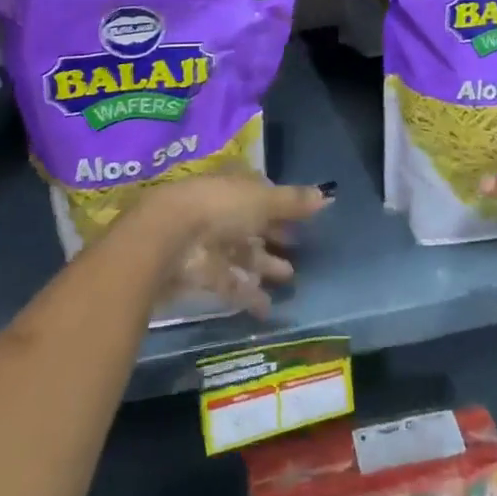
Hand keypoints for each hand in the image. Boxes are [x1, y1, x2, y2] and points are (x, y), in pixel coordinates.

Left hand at [133, 171, 330, 315]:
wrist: (169, 236)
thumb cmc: (221, 207)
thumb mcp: (263, 200)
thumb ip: (293, 202)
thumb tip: (327, 195)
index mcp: (234, 186)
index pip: (259, 192)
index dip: (280, 206)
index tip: (301, 220)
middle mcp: (221, 210)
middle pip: (251, 225)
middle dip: (273, 238)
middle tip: (297, 252)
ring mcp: (208, 241)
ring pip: (241, 254)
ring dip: (264, 266)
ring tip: (289, 278)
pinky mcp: (199, 272)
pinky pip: (228, 282)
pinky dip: (247, 294)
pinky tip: (267, 308)